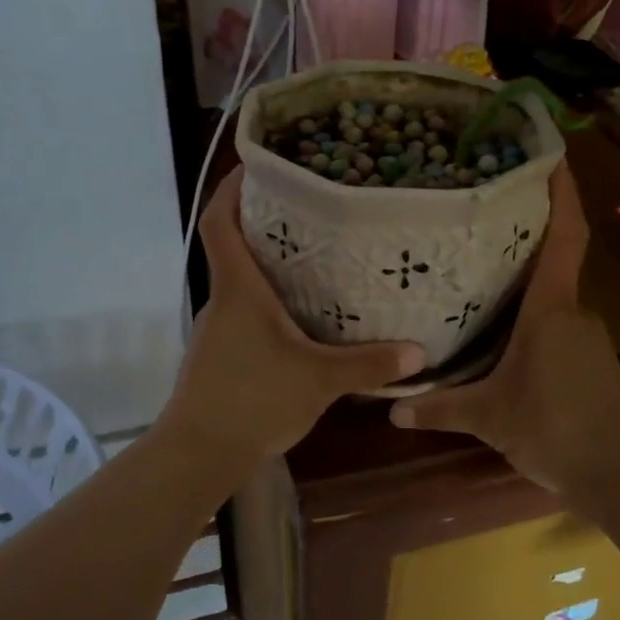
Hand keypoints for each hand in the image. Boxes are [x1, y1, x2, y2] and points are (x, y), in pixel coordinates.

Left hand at [166, 169, 424, 464]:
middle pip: (233, 248)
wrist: (199, 453)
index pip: (218, 221)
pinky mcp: (219, 355)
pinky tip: (299, 319)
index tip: (255, 166)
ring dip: (268, 268)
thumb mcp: (319, 380)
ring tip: (314, 261)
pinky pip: (244, 314)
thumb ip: (369, 365)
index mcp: (238, 289)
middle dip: (263, 224)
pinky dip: (267, 304)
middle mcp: (222, 301)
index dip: (230, 189)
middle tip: (308, 211)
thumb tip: (420, 353)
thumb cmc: (253, 400)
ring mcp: (217, 330)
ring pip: (240, 284)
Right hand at [389, 164, 619, 496]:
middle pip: (552, 261)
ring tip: (480, 274)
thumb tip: (388, 408)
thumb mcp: (488, 418)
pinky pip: (557, 324)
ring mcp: (587, 336)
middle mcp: (573, 311)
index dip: (562, 193)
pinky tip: (503, 333)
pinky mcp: (592, 360)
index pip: (565, 236)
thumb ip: (439, 409)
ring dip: (525, 285)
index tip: (550, 155)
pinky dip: (532, 318)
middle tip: (481, 219)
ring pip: (552, 298)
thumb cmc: (553, 430)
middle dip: (524, 238)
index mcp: (550, 309)